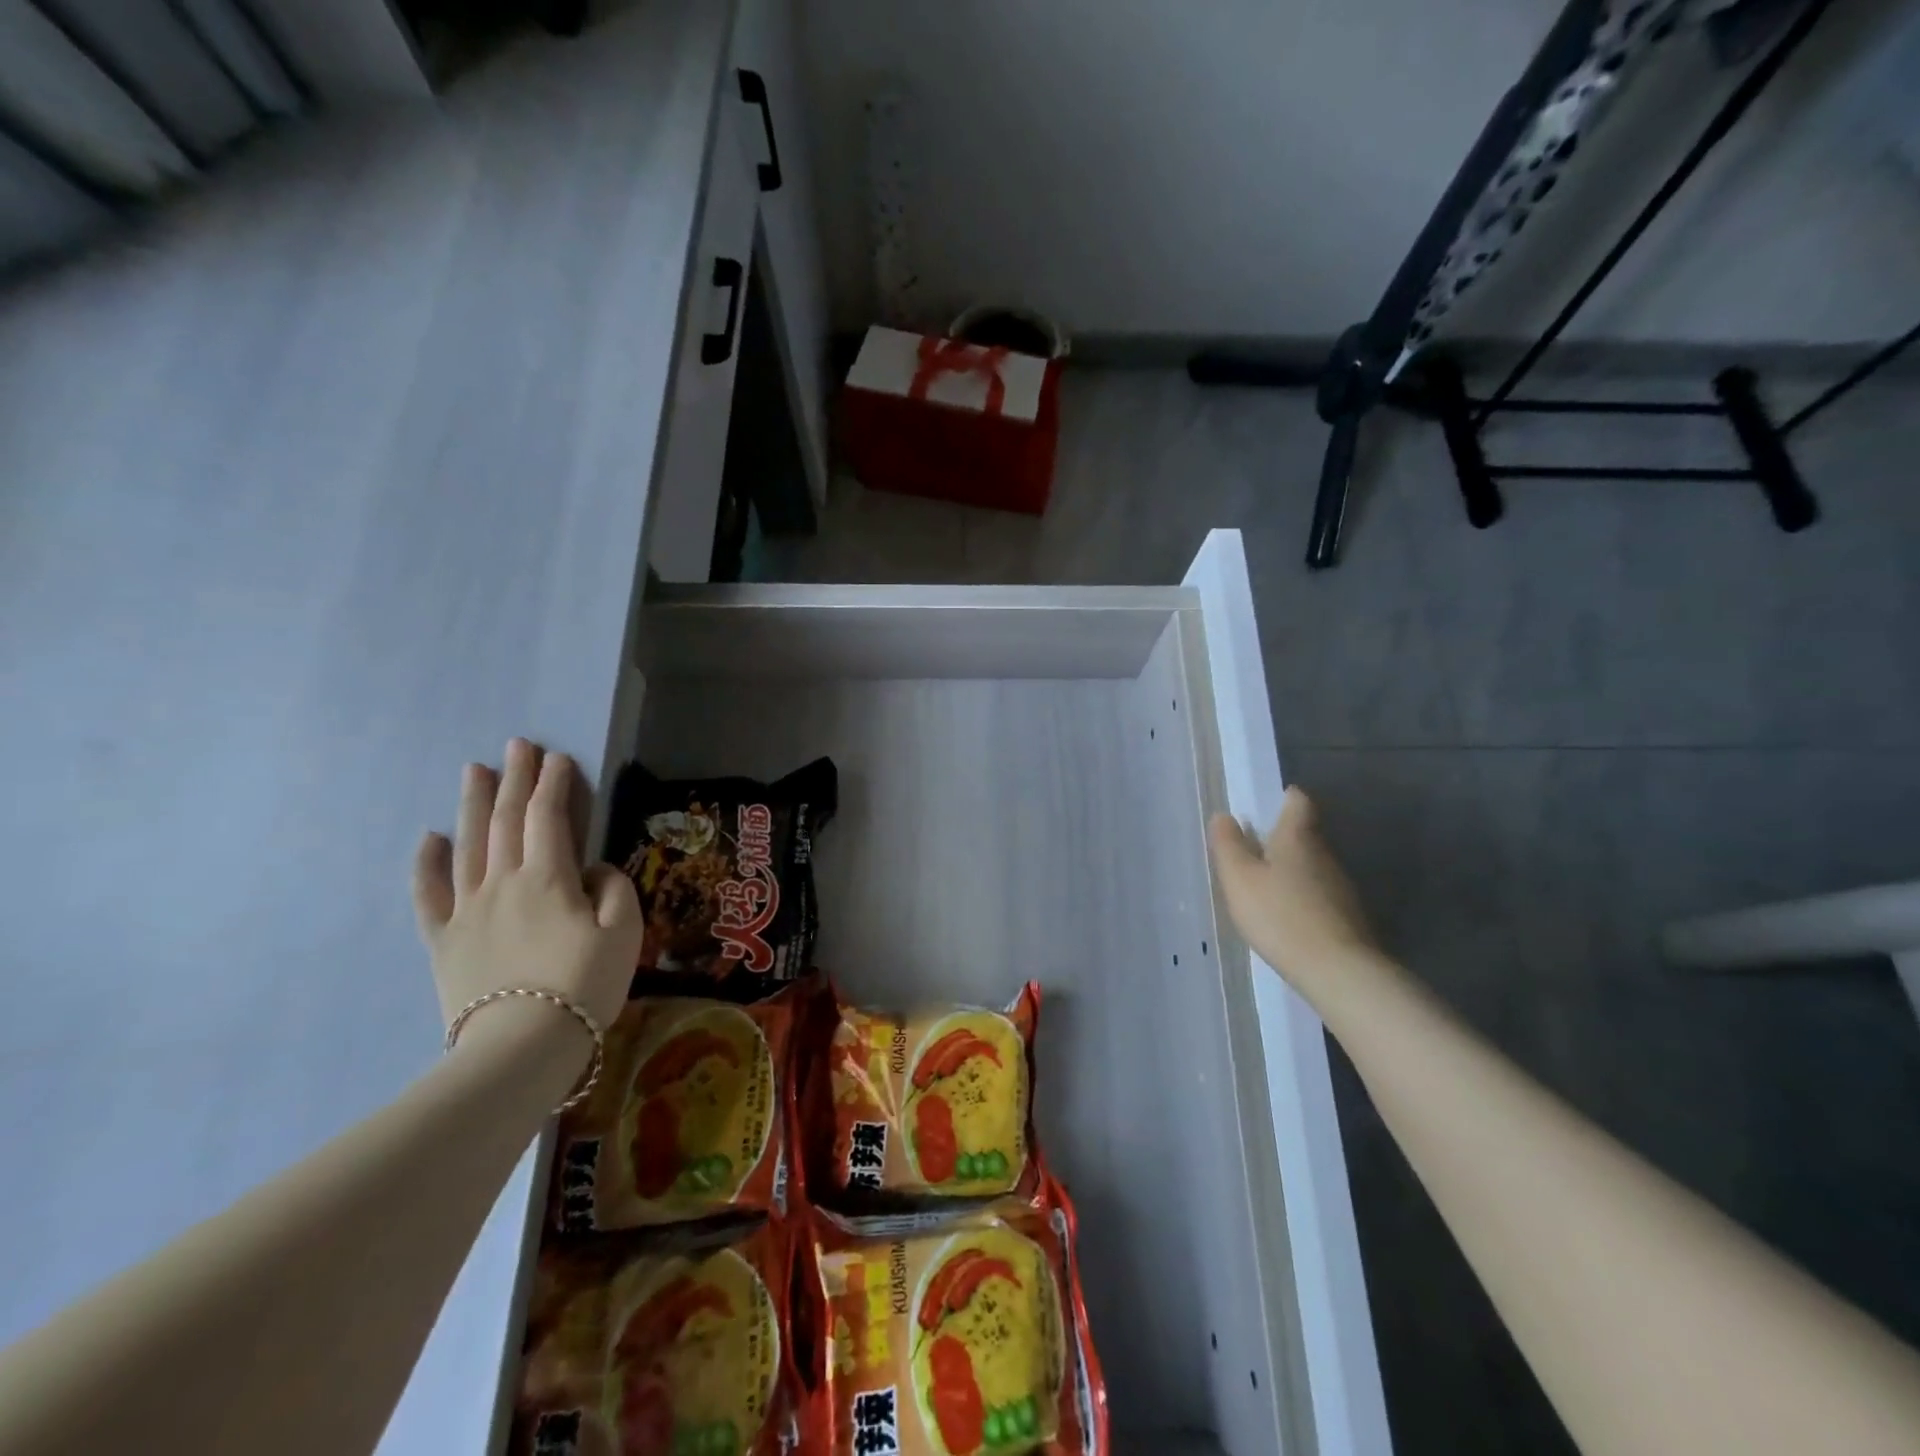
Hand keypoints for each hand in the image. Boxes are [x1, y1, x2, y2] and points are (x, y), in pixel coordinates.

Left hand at [411, 739, 642, 1040]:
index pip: (550, 818)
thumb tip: (592, 870)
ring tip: (475, 770)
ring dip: (473, 804)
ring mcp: (467, 910)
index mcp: (549, 878)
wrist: (521, 1048)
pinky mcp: (444, 941)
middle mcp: (503, 883)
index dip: (555, 784)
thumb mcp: (624, 932)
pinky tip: (428, 838)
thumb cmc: (584, 986)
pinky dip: (426, 864)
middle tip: (517, 745)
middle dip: (514, 779)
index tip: (559, 757)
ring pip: (467, 845)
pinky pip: (429, 895)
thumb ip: (613, 889)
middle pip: (506, 821)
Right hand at [1208, 786, 1378, 994]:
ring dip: (1292, 869)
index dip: (1285, 797)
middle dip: (1282, 837)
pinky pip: (1319, 893)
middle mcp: (1324, 854)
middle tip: (1253, 848)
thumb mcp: (1240, 878)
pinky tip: (1286, 915)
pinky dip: (1302, 896)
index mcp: (1298, 837)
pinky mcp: (1347, 916)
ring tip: (1265, 885)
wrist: (1338, 971)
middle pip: (1305, 833)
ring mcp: (1341, 886)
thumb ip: (1228, 845)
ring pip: (1313, 865)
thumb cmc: (1280, 915)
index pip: (1298, 801)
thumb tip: (1224, 815)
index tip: (1270, 803)